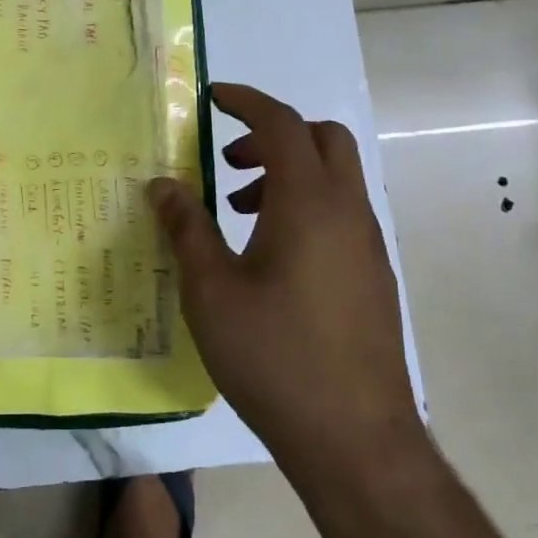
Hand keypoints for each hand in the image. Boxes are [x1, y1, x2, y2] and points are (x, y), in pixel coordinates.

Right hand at [149, 82, 417, 457]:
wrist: (355, 440)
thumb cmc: (274, 355)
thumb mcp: (211, 290)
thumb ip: (186, 228)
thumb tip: (163, 184)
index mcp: (309, 202)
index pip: (282, 124)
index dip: (246, 102)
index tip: (213, 97)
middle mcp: (348, 212)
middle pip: (322, 138)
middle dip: (274, 133)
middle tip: (229, 160)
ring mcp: (368, 245)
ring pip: (335, 177)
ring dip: (289, 172)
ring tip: (239, 212)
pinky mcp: (374, 277)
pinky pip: (341, 213)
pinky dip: (306, 205)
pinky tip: (270, 257)